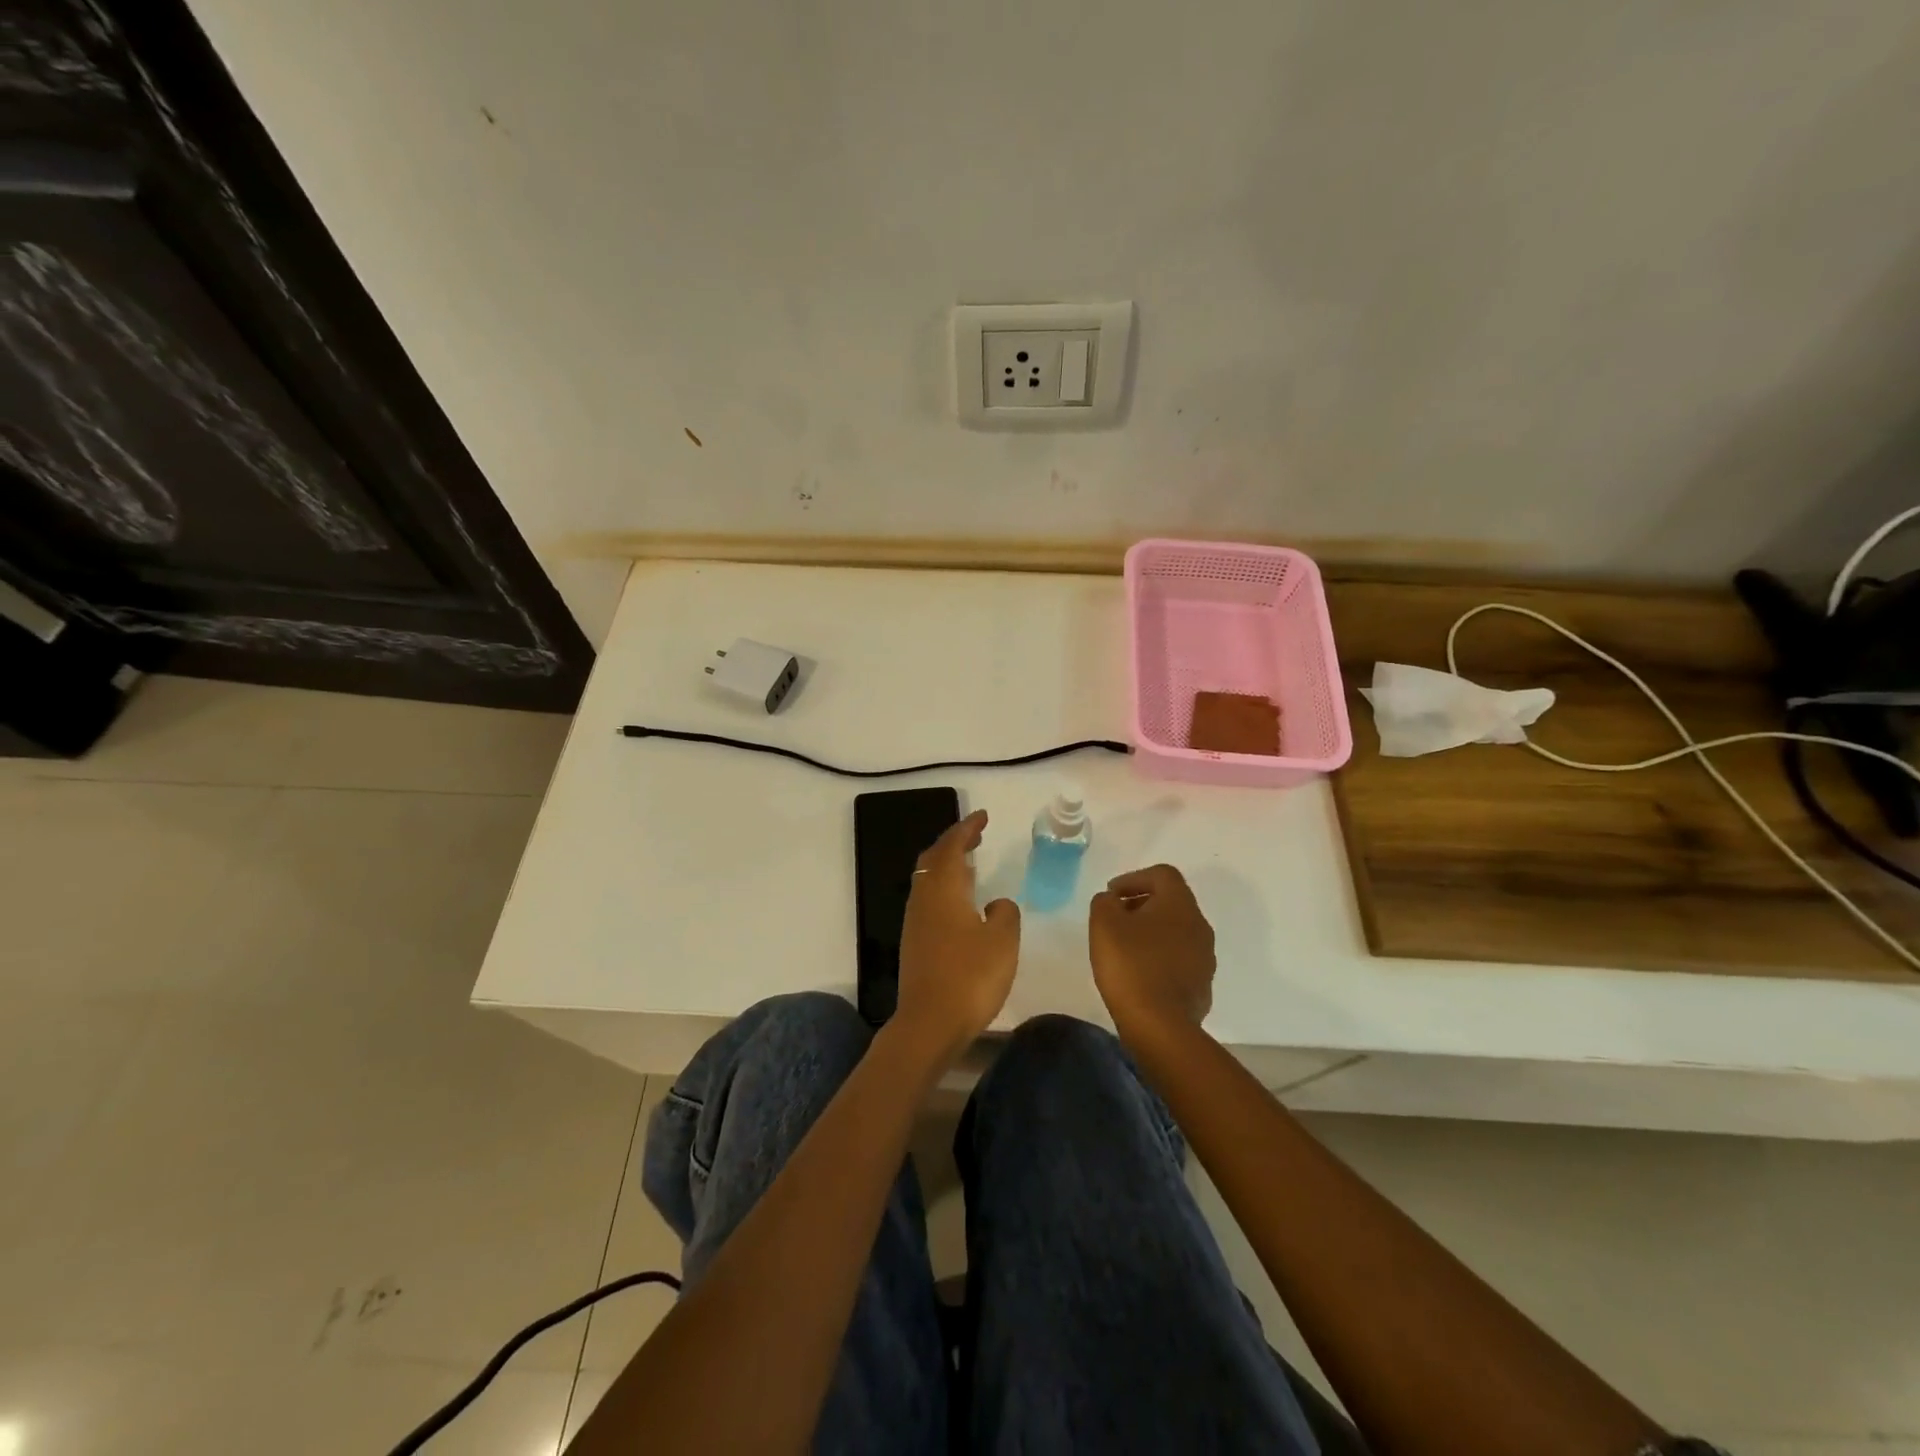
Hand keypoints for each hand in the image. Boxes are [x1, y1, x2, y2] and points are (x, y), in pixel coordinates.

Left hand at [893, 809, 1020, 1063]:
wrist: (929, 1023)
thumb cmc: (971, 976)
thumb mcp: (1002, 941)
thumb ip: (1005, 914)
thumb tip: (995, 904)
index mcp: (944, 889)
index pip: (952, 846)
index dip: (967, 828)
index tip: (983, 816)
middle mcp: (924, 898)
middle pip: (934, 858)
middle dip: (954, 842)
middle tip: (976, 835)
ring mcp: (915, 921)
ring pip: (928, 879)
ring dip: (948, 865)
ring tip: (971, 863)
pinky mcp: (914, 942)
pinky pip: (928, 899)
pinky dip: (945, 887)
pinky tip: (961, 902)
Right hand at [1089, 864, 1215, 1044]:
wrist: (1161, 1026)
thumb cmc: (1131, 966)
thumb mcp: (1104, 924)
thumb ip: (1105, 902)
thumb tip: (1113, 901)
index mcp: (1180, 904)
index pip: (1162, 874)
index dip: (1134, 877)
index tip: (1112, 894)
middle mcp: (1200, 925)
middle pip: (1171, 902)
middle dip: (1141, 904)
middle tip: (1116, 919)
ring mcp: (1205, 957)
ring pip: (1177, 932)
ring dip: (1151, 932)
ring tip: (1125, 948)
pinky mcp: (1202, 985)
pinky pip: (1179, 960)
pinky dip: (1159, 957)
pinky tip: (1139, 974)